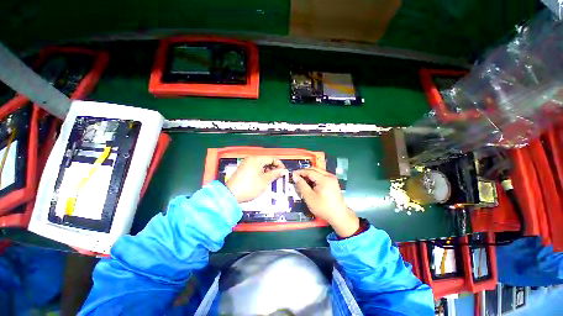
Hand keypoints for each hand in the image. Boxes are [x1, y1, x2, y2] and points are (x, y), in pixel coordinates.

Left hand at [226, 156, 287, 202]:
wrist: (231, 194)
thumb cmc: (249, 187)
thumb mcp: (265, 181)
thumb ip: (275, 174)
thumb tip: (284, 171)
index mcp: (256, 159)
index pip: (272, 158)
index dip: (279, 165)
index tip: (283, 172)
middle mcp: (251, 159)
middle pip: (266, 161)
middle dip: (274, 168)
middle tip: (278, 176)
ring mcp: (246, 164)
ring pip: (261, 165)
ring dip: (268, 171)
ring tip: (272, 179)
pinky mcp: (244, 169)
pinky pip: (256, 168)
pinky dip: (261, 172)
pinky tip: (264, 179)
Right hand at [293, 168, 358, 237]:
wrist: (339, 216)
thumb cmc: (323, 207)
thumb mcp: (309, 197)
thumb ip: (301, 185)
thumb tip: (295, 176)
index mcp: (324, 179)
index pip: (310, 171)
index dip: (300, 172)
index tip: (292, 174)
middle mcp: (329, 176)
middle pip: (314, 170)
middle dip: (305, 173)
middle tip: (296, 178)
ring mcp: (332, 179)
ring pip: (318, 173)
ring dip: (309, 175)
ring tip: (302, 181)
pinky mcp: (333, 183)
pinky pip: (322, 177)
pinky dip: (315, 179)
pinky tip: (310, 185)